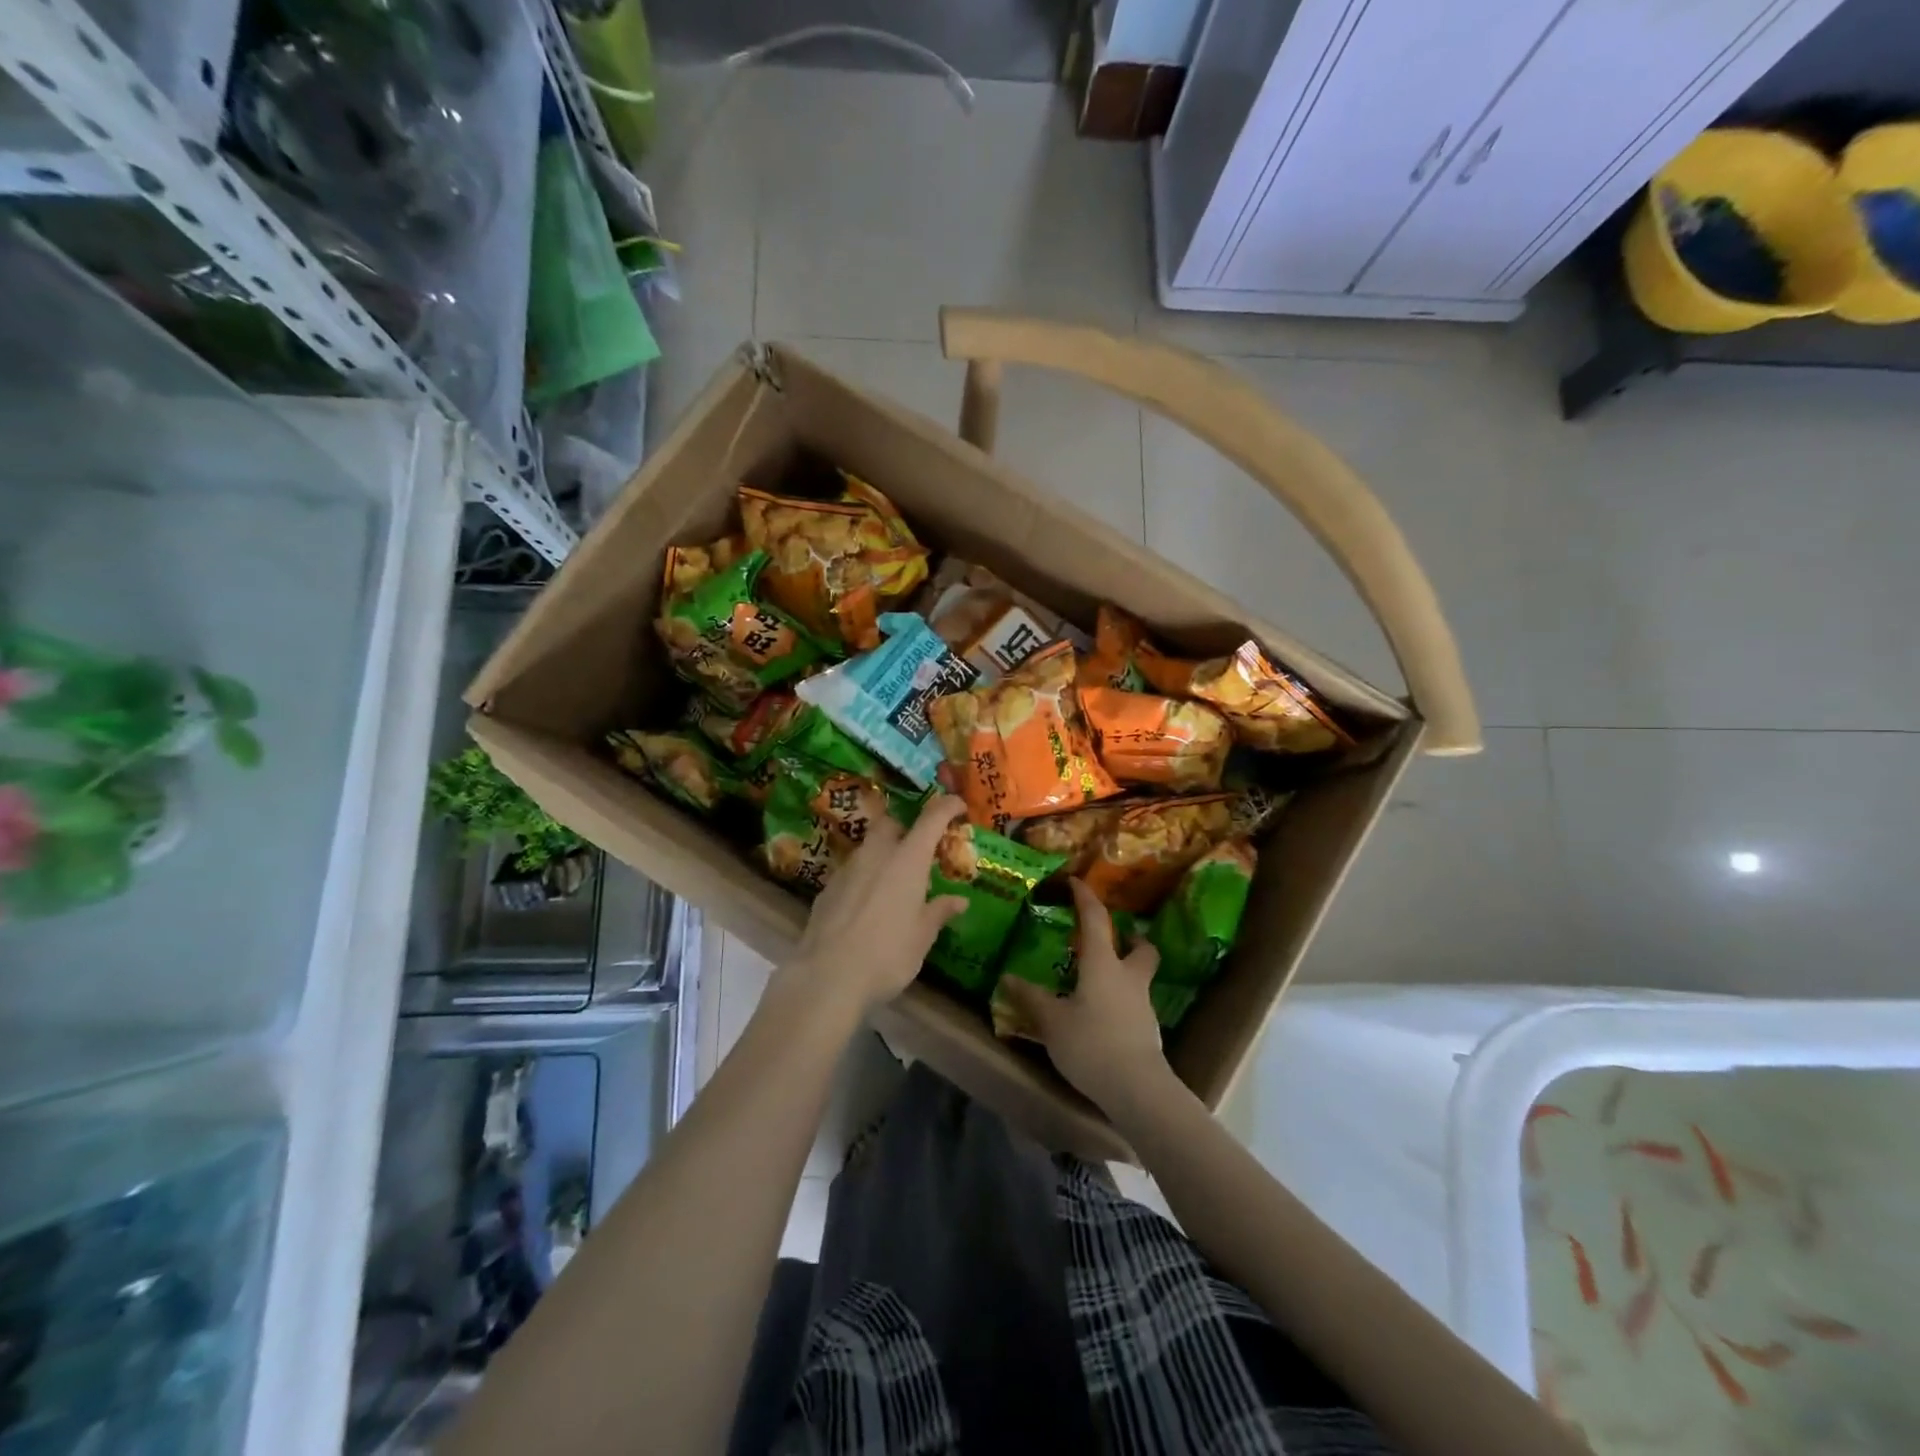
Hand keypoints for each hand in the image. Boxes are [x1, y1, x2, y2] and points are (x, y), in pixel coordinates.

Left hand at [777, 795, 969, 1016]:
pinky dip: (864, 879)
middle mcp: (876, 855)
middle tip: (919, 852)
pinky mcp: (826, 889)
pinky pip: (851, 872)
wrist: (827, 976)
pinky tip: (867, 907)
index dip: (946, 806)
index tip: (958, 806)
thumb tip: (959, 900)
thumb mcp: (922, 937)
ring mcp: (847, 869)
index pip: (931, 819)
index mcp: (907, 860)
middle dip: (906, 829)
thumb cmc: (887, 954)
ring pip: (868, 848)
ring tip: (894, 884)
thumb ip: (939, 912)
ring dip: (883, 855)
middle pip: (891, 824)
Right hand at [997, 879, 1173, 1115]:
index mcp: (1103, 964)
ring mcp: (1142, 1005)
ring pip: (1140, 976)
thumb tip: (1007, 978)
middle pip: (1141, 947)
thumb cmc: (1092, 1043)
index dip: (1086, 898)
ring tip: (1102, 979)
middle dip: (1131, 937)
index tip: (1076, 882)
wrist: (1138, 1089)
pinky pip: (1135, 1003)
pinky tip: (1105, 1015)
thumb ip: (1030, 998)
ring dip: (1127, 970)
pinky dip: (1123, 1000)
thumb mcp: (1052, 1021)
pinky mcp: (1147, 1030)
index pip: (1096, 920)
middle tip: (1116, 937)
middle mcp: (1128, 977)